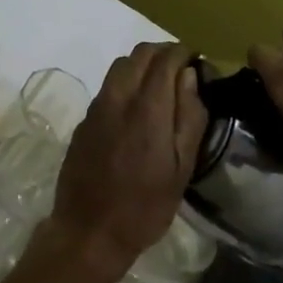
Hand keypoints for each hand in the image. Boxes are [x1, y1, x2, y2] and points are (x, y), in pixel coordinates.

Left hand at [44, 43, 206, 282]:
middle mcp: (118, 97)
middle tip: (182, 69)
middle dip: (163, 52)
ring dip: (143, 64)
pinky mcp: (86, 117)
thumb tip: (190, 77)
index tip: (197, 60)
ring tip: (162, 84)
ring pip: (121, 65)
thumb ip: (188, 118)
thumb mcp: (181, 170)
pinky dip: (127, 80)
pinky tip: (138, 104)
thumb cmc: (144, 207)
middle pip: (140, 53)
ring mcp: (97, 105)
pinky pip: (109, 84)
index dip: (183, 52)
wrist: (88, 229)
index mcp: (147, 108)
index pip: (164, 59)